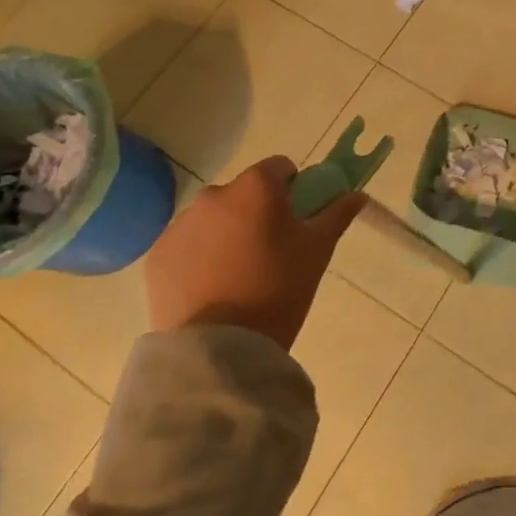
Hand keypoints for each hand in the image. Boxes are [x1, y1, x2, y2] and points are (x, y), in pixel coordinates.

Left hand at [142, 156, 366, 347]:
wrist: (221, 348)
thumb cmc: (280, 288)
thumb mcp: (318, 249)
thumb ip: (338, 213)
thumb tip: (358, 194)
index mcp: (256, 187)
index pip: (280, 167)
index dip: (293, 188)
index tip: (297, 219)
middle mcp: (214, 195)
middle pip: (244, 192)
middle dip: (257, 211)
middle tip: (270, 250)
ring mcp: (181, 225)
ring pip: (213, 217)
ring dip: (226, 232)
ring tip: (238, 274)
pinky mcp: (157, 256)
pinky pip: (187, 244)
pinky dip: (199, 256)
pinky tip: (211, 288)